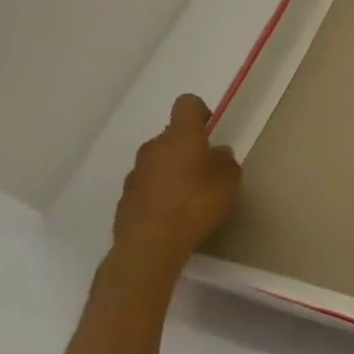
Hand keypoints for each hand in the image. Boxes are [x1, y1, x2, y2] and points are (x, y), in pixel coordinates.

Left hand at [111, 95, 241, 275]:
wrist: (148, 248)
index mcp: (181, 136)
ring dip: (171, 170)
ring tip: (188, 196)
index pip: (187, 104)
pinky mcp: (124, 199)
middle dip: (187, 146)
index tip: (211, 132)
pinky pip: (146, 185)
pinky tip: (171, 214)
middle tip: (204, 169)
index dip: (200, 112)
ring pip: (158, 161)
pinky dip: (158, 192)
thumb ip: (225, 160)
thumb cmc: (195, 205)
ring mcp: (135, 173)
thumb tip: (216, 154)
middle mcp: (154, 147)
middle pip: (171, 135)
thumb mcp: (229, 180)